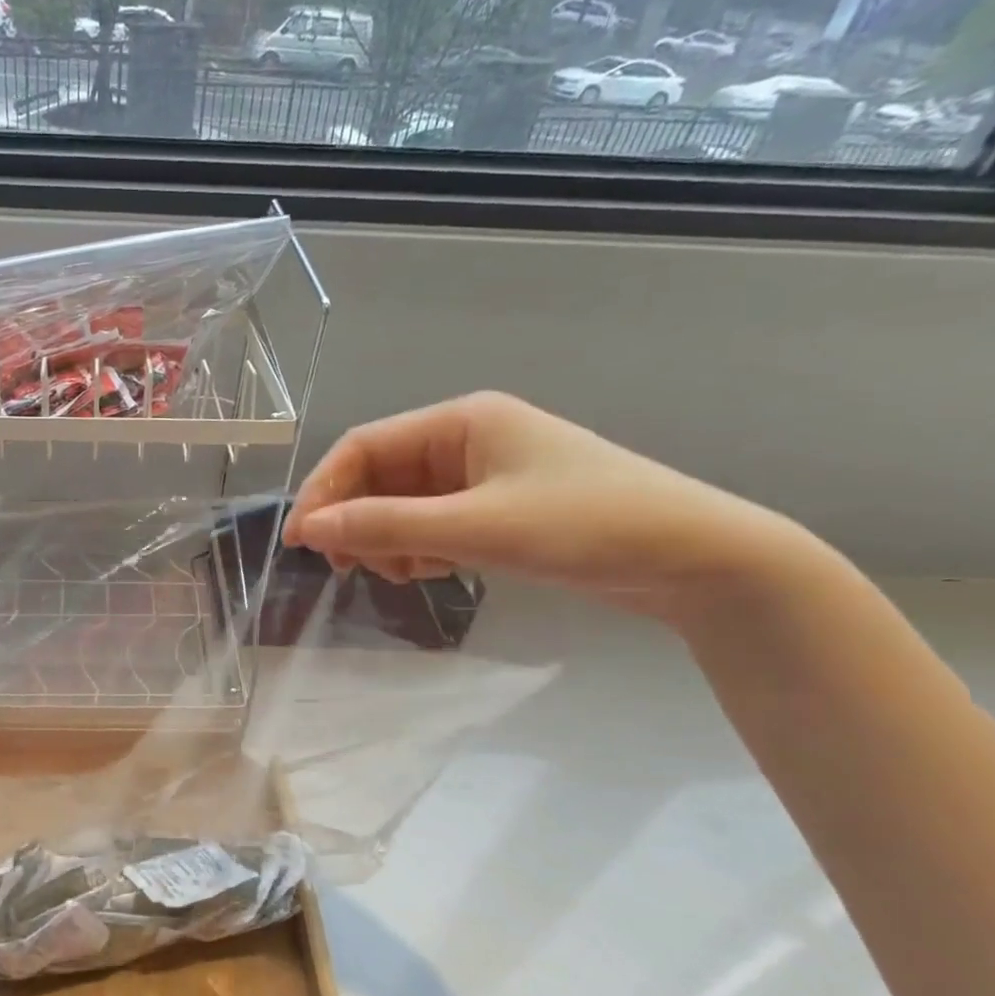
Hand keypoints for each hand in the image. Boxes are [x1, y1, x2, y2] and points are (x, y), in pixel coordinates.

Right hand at [282, 392, 803, 626]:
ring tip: (400, 574)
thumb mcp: (477, 527)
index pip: (363, 446)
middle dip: (356, 520)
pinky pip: (431, 523)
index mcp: (460, 421)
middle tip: (348, 567)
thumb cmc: (585, 526)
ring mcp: (483, 476)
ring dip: (386, 539)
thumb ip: (387, 525)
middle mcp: (466, 440)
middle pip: (379, 476)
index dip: (324, 490)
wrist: (694, 558)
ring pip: (402, 504)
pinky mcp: (498, 509)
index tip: (300, 541)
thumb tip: (309, 528)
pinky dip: (417, 548)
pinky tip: (430, 571)